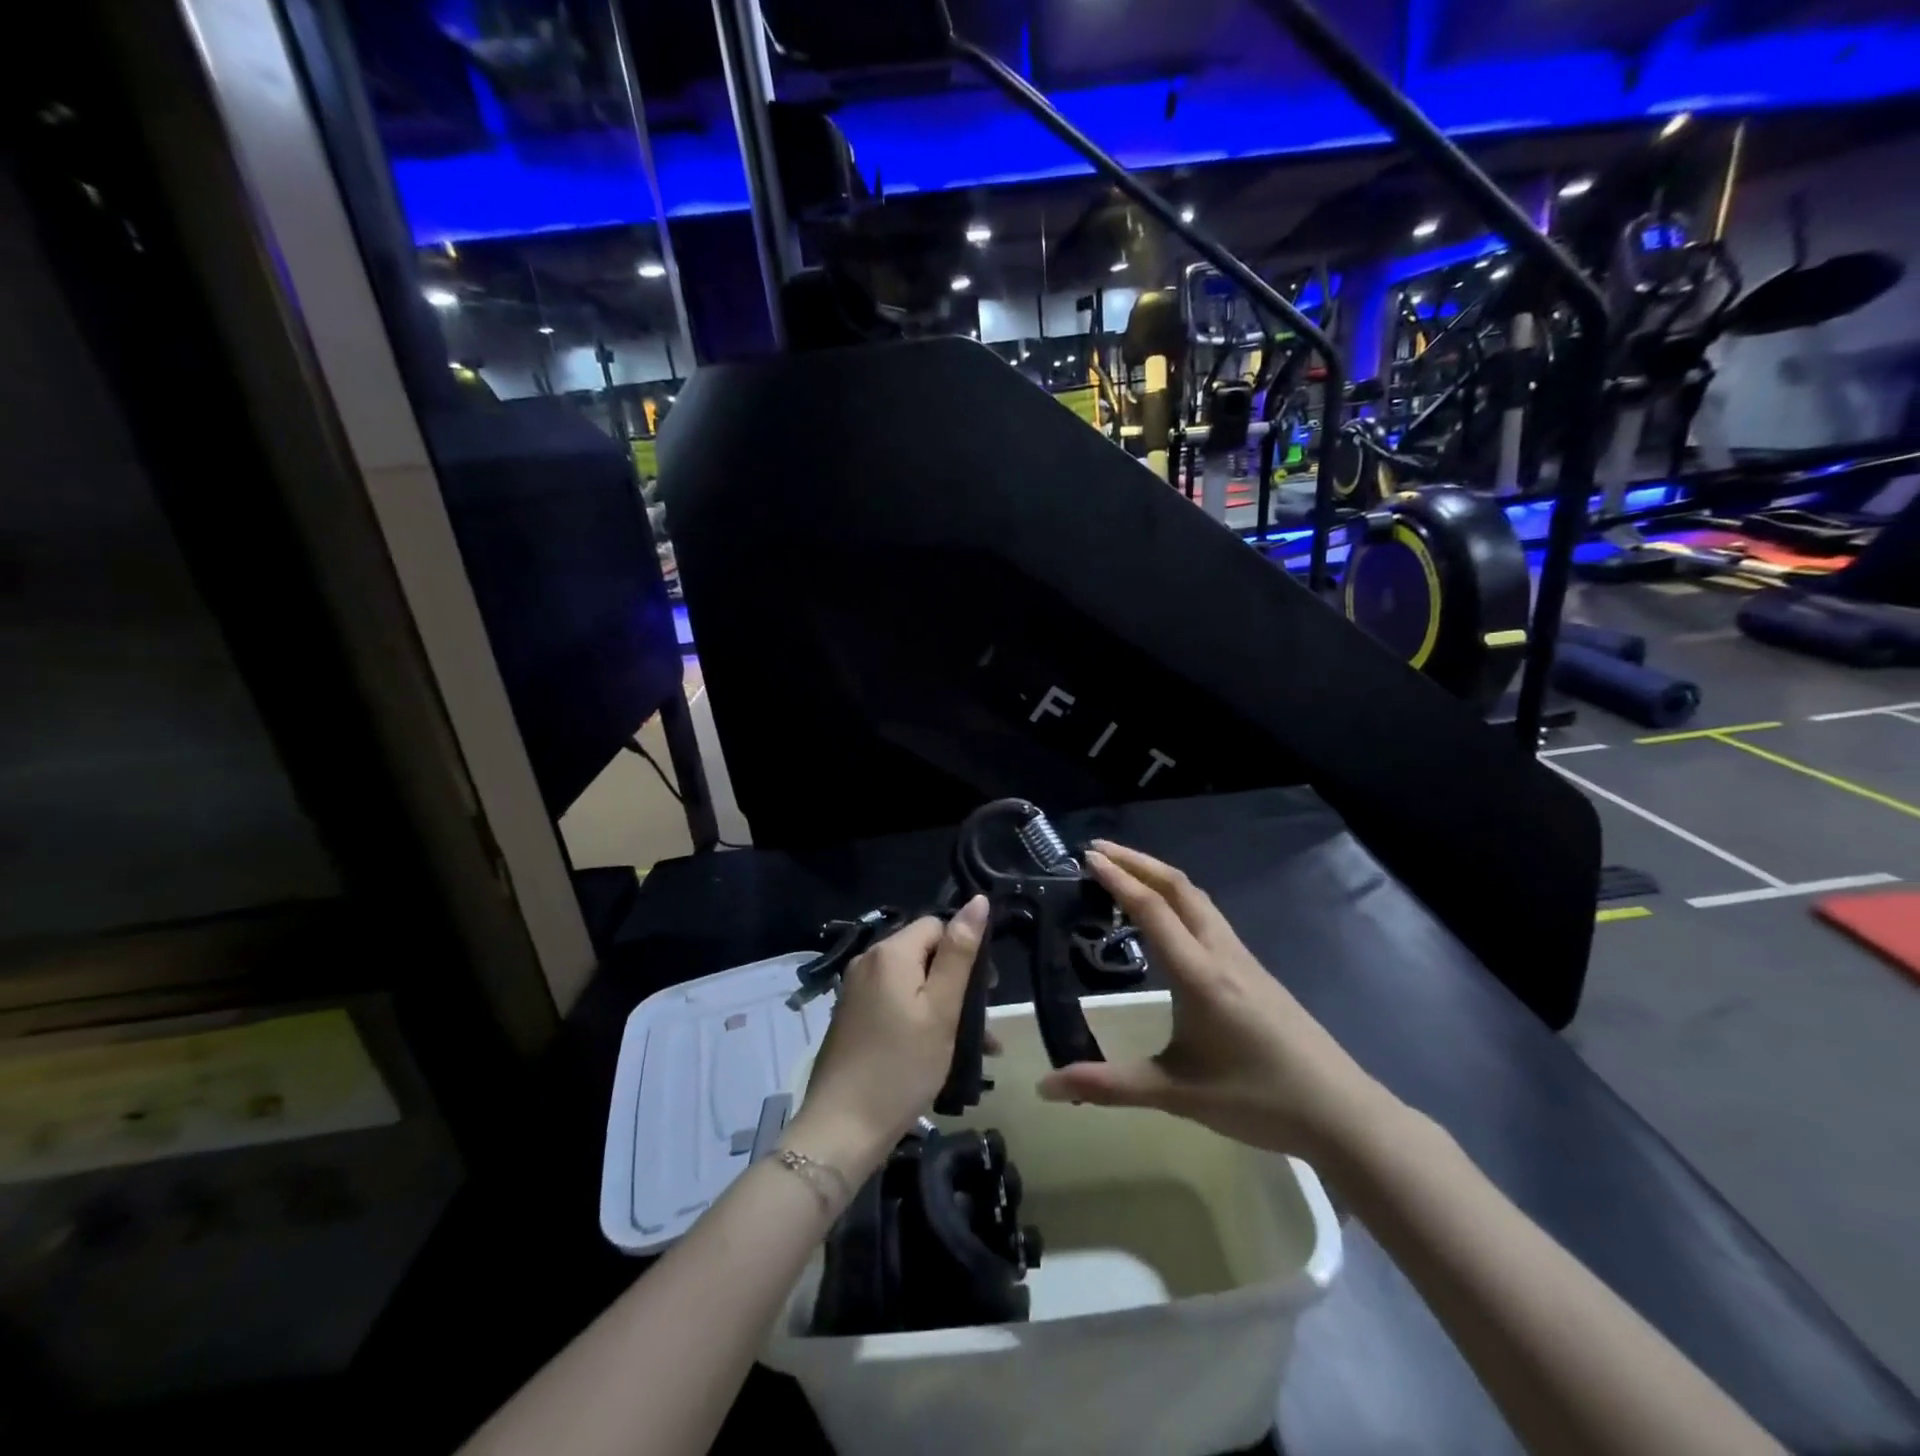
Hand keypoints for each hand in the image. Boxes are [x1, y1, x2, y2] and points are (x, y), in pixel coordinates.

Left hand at [787, 897, 988, 1177]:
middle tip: (981, 1023)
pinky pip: (893, 1002)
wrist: (842, 1128)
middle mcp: (868, 962)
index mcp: (890, 952)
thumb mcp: (941, 1009)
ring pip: (910, 982)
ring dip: (941, 1005)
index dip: (965, 950)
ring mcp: (855, 990)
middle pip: (923, 952)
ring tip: (972, 1046)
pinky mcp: (851, 1017)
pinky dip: (917, 1017)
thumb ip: (960, 953)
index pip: (937, 925)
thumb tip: (977, 901)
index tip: (986, 991)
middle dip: (955, 981)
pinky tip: (937, 1051)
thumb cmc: (901, 1066)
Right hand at [1037, 842, 1390, 1158]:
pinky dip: (1179, 899)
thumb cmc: (1256, 1099)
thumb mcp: (1175, 1093)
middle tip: (1099, 850)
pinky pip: (1210, 917)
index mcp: (1198, 973)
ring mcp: (1243, 959)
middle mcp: (1221, 953)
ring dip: (1160, 876)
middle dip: (1138, 861)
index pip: (1153, 909)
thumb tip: (1047, 1087)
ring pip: (1198, 899)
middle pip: (1179, 887)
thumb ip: (1108, 1086)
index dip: (1119, 879)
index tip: (1088, 856)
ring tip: (1128, 873)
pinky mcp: (1255, 971)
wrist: (1341, 1112)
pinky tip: (1170, 919)